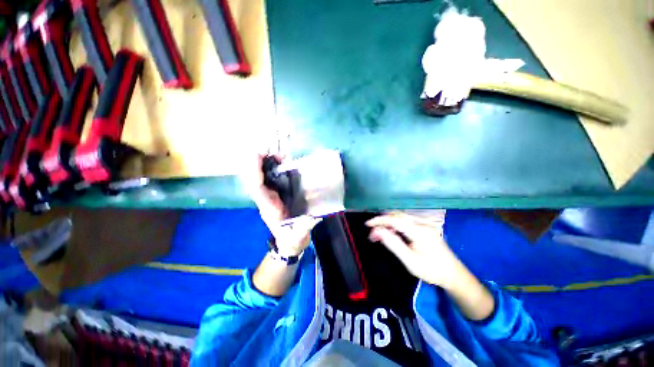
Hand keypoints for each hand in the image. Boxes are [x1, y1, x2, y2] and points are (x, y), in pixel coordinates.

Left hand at [242, 154, 318, 256]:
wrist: (289, 244)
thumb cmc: (292, 239)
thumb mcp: (298, 236)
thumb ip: (303, 228)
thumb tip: (310, 217)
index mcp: (270, 208)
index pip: (258, 188)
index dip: (256, 172)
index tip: (259, 156)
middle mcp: (266, 200)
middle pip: (254, 179)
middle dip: (257, 163)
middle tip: (269, 151)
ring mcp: (269, 197)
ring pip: (259, 178)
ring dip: (263, 164)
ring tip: (276, 154)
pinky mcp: (275, 195)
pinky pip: (268, 179)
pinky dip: (271, 169)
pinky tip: (281, 162)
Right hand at [366, 211, 462, 288]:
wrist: (454, 275)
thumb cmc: (432, 271)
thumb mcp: (410, 261)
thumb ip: (394, 244)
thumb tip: (378, 231)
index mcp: (419, 231)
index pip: (395, 220)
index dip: (379, 220)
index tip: (367, 224)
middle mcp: (422, 224)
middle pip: (397, 216)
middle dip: (382, 222)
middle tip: (372, 234)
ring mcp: (425, 225)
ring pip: (401, 218)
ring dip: (388, 224)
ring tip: (379, 235)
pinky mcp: (425, 228)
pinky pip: (406, 222)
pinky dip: (395, 226)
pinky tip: (391, 233)